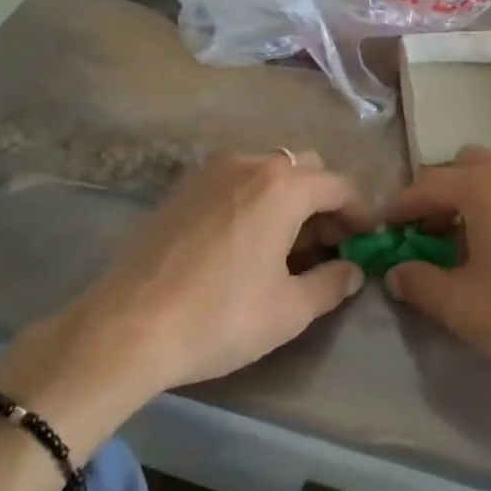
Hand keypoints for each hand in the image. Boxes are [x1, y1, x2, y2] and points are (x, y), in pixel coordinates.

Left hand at [0, 151, 366, 452]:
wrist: (126, 327)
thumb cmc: (220, 317)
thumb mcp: (289, 310)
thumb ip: (332, 284)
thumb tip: (352, 270)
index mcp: (284, 186)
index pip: (339, 186)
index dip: (359, 213)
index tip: (364, 242)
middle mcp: (251, 164)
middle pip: (305, 169)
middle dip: (323, 202)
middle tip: (325, 246)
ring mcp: (211, 171)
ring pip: (268, 171)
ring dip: (287, 199)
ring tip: (283, 246)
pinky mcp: (182, 187)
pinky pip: (235, 181)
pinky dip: (253, 200)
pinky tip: (242, 242)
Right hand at [381, 147, 490, 400]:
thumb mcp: (461, 306)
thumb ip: (419, 282)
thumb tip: (396, 272)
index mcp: (488, 185)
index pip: (428, 184)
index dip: (399, 207)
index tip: (382, 232)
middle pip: (463, 168)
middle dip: (437, 196)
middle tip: (423, 236)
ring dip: (468, 202)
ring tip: (460, 248)